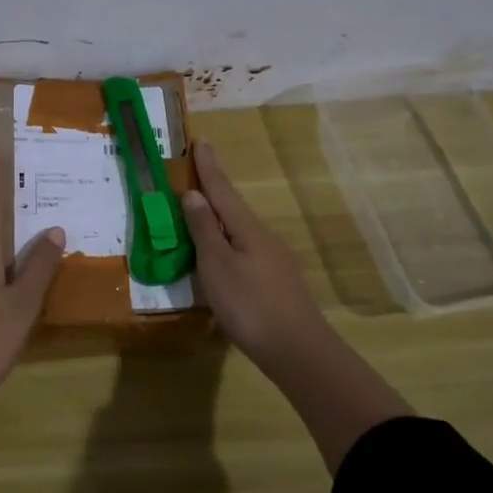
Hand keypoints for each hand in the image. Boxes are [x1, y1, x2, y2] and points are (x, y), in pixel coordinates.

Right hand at [183, 140, 412, 469]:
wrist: (299, 351)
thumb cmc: (250, 305)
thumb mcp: (217, 265)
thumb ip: (204, 229)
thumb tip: (193, 194)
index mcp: (246, 228)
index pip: (221, 189)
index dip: (208, 166)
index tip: (200, 140)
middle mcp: (263, 237)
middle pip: (232, 208)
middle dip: (213, 190)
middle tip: (194, 174)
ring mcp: (273, 261)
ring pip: (239, 231)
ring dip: (218, 219)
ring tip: (200, 216)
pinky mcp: (276, 283)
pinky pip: (244, 251)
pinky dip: (226, 244)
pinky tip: (220, 259)